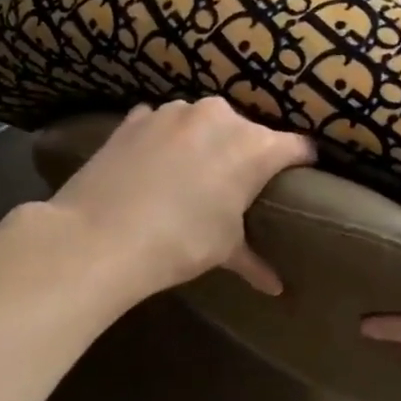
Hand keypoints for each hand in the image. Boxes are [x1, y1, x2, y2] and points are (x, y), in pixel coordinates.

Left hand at [46, 98, 314, 305]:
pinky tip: (155, 164)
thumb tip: (275, 288)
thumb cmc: (180, 243)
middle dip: (248, 153)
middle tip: (236, 184)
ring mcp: (176, 111)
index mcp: (256, 147)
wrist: (98, 237)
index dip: (303, 162)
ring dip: (206, 141)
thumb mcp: (224, 250)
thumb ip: (255, 261)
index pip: (299, 147)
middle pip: (250, 131)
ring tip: (192, 173)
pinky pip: (165, 122)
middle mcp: (222, 118)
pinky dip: (166, 138)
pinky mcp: (138, 116)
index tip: (301, 176)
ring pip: (206, 122)